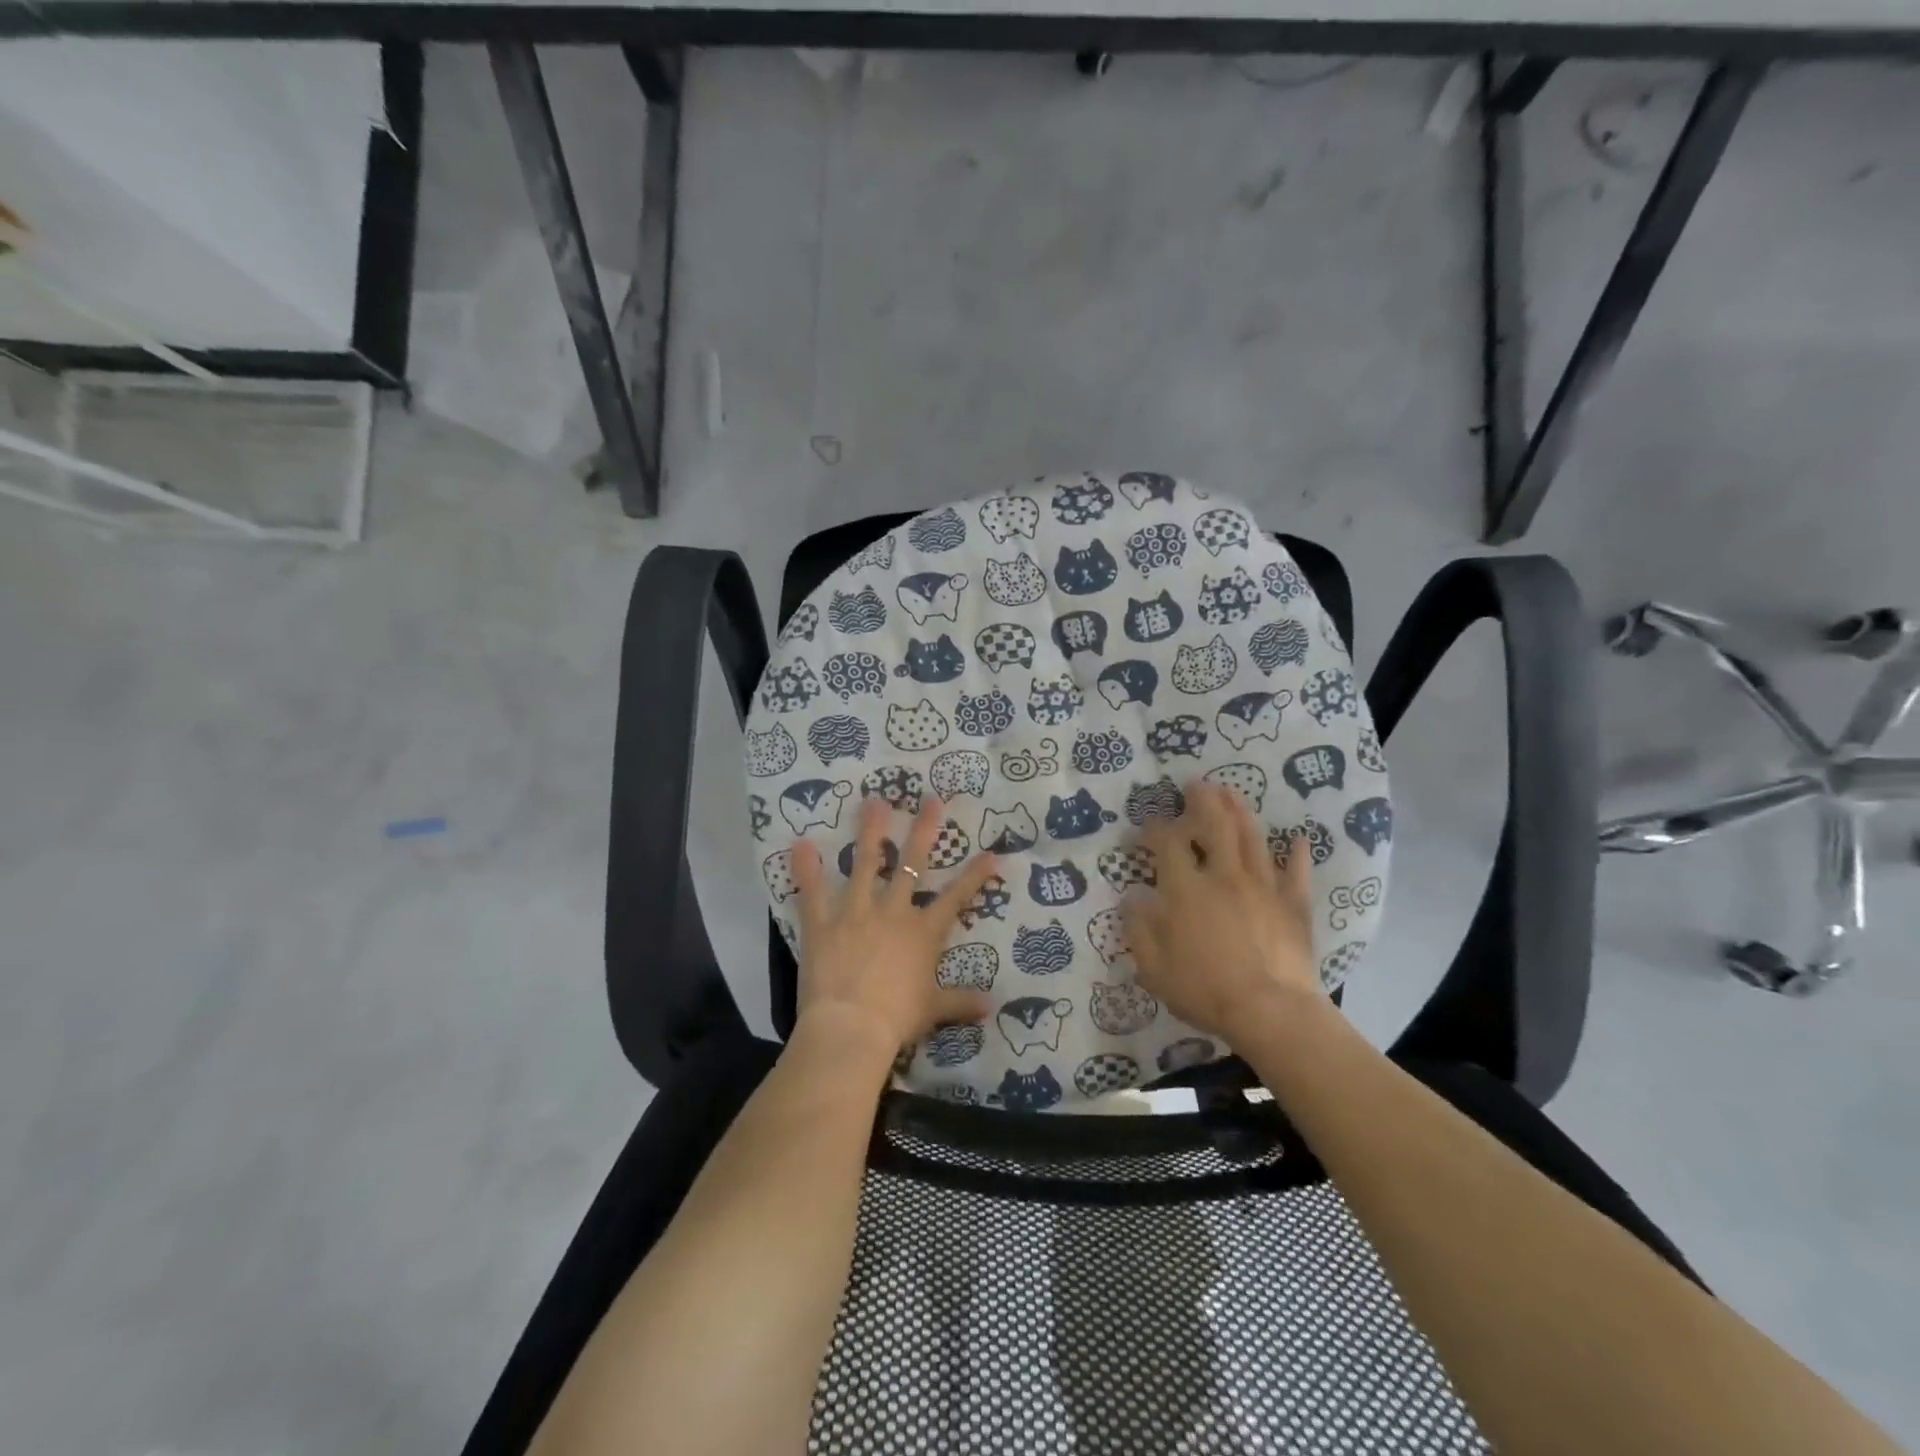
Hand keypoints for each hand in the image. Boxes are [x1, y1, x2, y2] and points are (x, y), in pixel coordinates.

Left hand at [790, 796, 999, 1063]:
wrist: (851, 1029)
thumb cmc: (897, 1019)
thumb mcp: (933, 1010)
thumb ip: (960, 1001)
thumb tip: (990, 1006)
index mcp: (923, 932)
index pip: (956, 897)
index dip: (975, 875)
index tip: (991, 852)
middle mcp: (893, 912)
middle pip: (912, 863)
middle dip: (923, 830)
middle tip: (929, 800)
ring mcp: (856, 913)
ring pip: (865, 864)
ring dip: (869, 831)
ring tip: (873, 802)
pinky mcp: (823, 924)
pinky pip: (812, 893)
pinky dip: (805, 869)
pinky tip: (800, 844)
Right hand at [1125, 782, 1319, 1039]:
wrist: (1271, 1012)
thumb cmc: (1205, 991)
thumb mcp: (1154, 968)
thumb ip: (1139, 930)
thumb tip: (1131, 899)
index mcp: (1186, 890)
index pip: (1167, 844)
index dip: (1153, 830)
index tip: (1143, 831)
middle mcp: (1224, 877)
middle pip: (1214, 826)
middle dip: (1203, 801)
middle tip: (1197, 785)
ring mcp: (1263, 887)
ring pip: (1252, 839)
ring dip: (1240, 811)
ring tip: (1232, 792)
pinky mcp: (1293, 905)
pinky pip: (1296, 873)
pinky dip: (1298, 854)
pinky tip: (1300, 838)